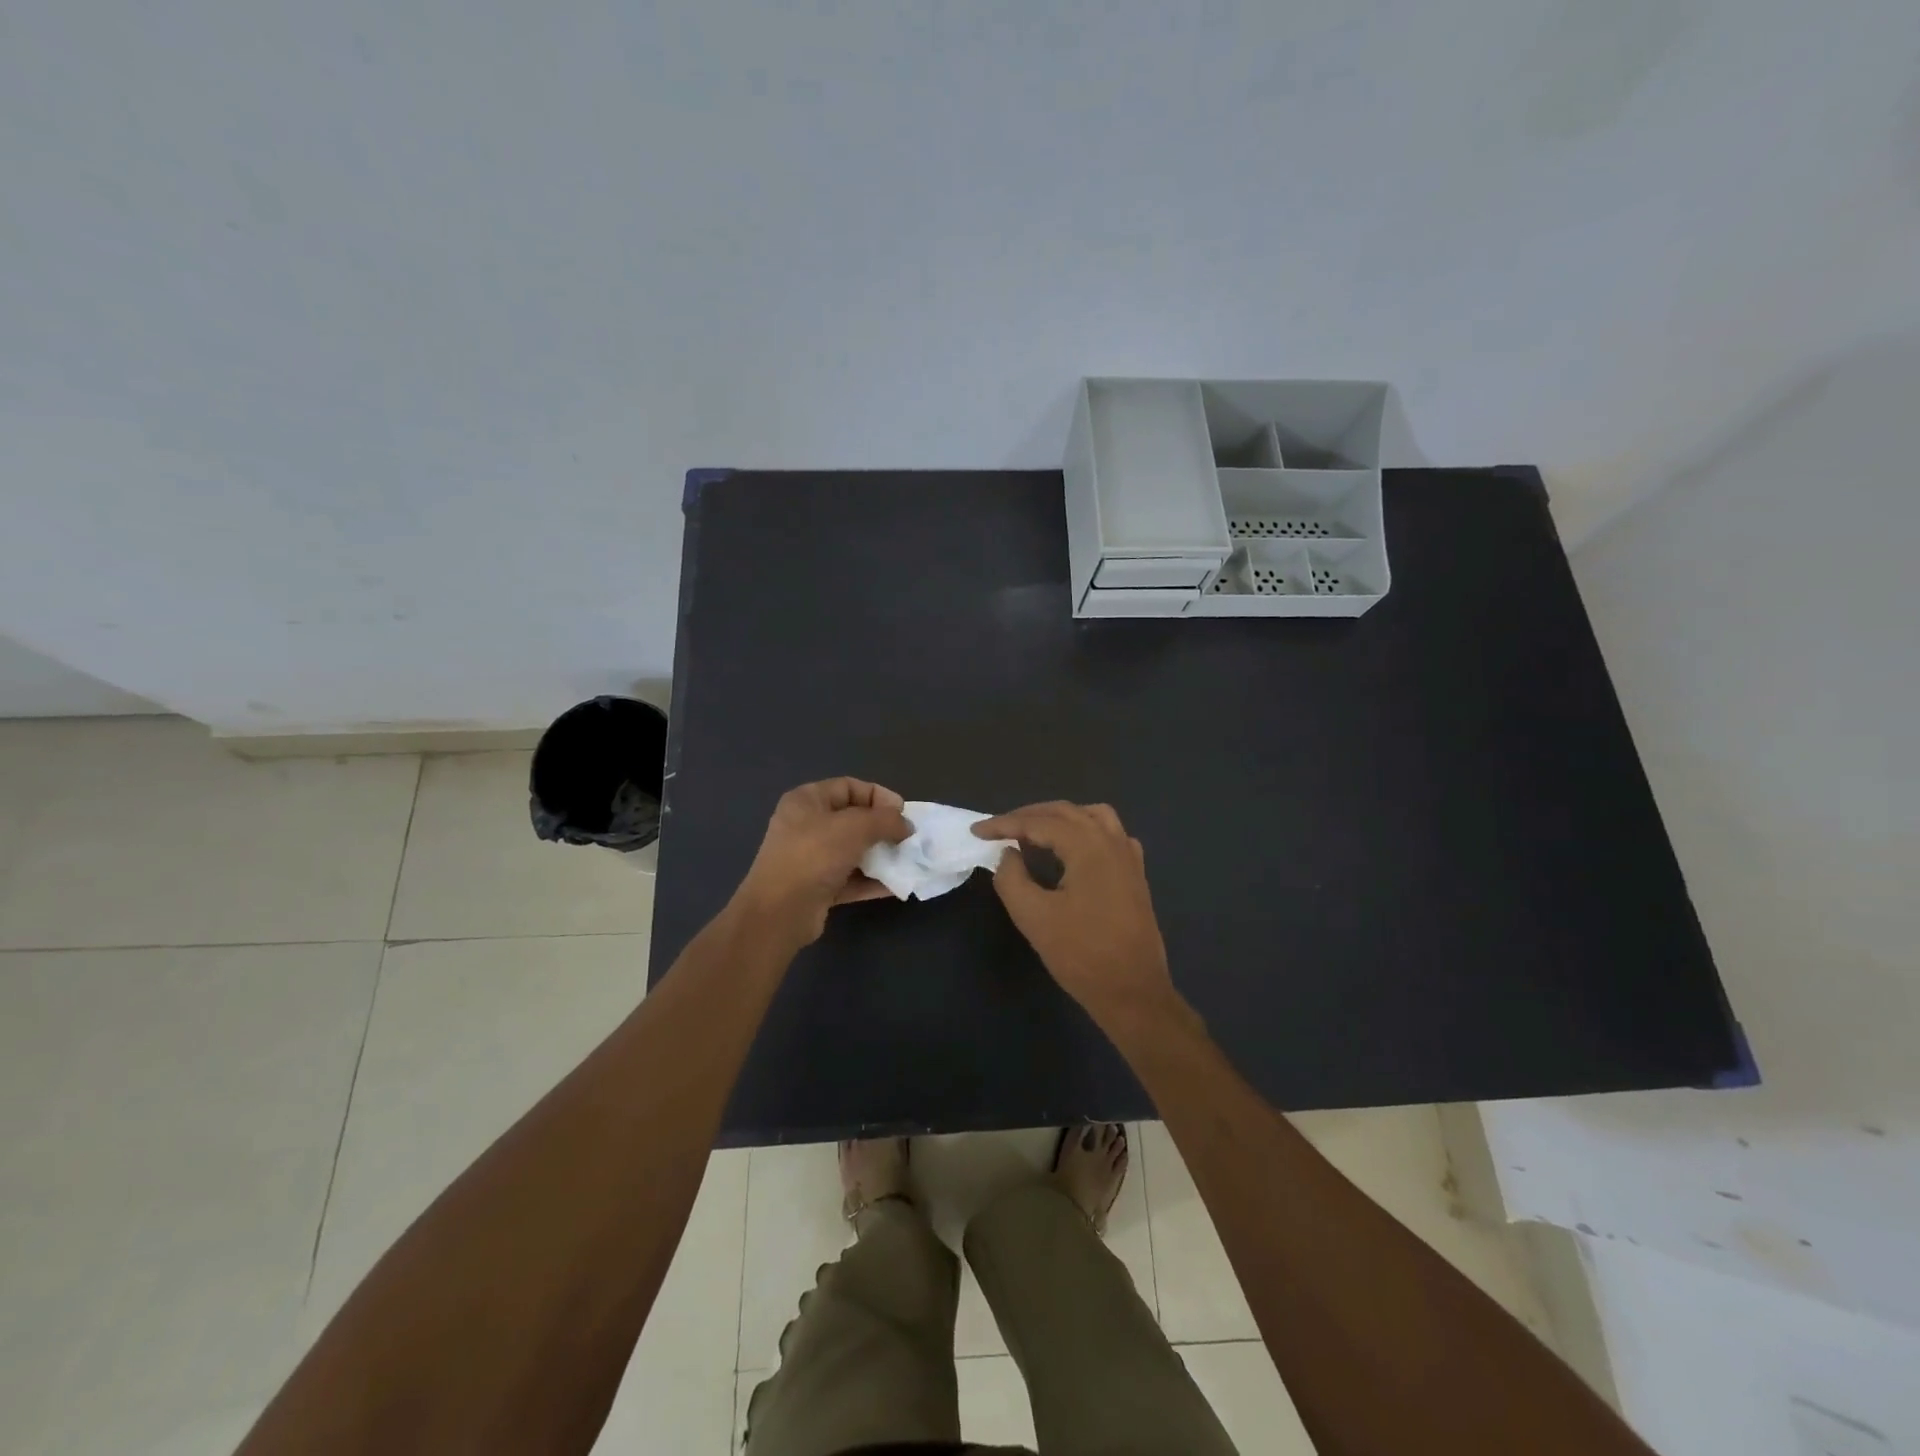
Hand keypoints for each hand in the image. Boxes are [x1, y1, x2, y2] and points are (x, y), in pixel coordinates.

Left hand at [735, 778, 911, 944]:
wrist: (780, 913)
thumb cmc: (814, 856)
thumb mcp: (855, 827)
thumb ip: (886, 820)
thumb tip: (906, 826)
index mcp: (807, 800)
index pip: (849, 787)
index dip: (878, 796)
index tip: (902, 813)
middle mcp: (806, 825)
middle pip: (852, 819)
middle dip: (882, 828)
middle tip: (906, 839)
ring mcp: (810, 858)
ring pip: (853, 851)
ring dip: (880, 856)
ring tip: (906, 862)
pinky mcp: (817, 887)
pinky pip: (850, 878)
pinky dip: (872, 880)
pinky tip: (896, 885)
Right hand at [972, 801, 1180, 1029]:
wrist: (1132, 992)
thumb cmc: (1081, 954)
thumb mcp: (1033, 917)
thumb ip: (1012, 878)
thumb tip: (1009, 854)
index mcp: (1088, 846)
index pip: (1039, 823)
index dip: (1004, 824)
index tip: (976, 831)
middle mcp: (1112, 841)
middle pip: (1065, 812)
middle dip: (1028, 816)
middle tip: (998, 829)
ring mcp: (1128, 857)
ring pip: (1092, 816)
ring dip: (1059, 818)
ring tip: (1034, 833)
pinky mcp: (1135, 875)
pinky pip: (1110, 835)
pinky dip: (1085, 830)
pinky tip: (1073, 851)